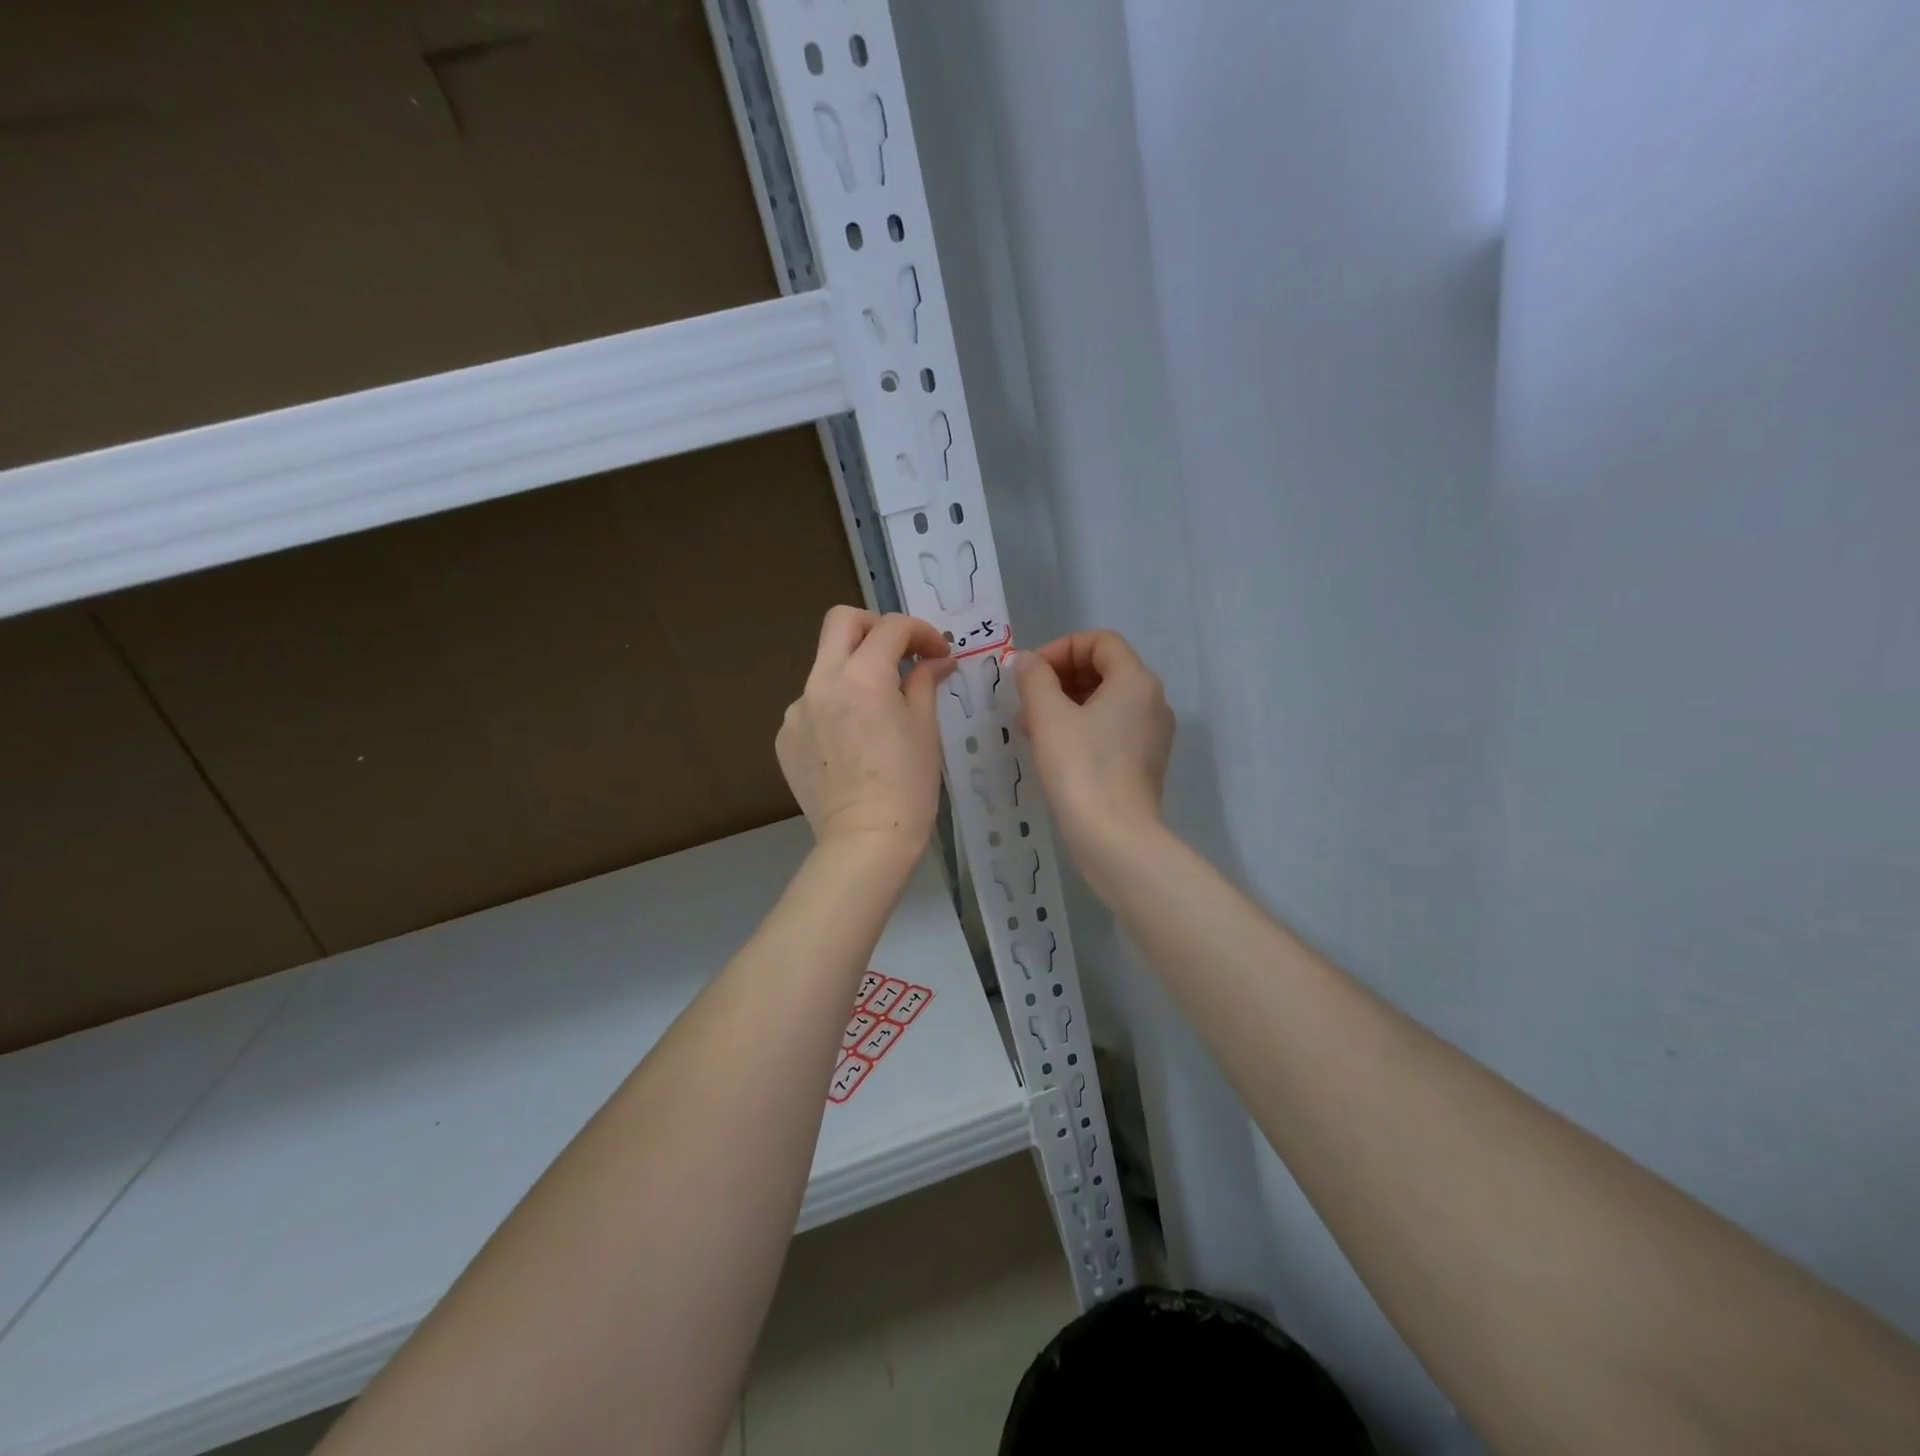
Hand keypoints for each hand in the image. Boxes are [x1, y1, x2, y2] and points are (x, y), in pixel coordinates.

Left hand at [777, 606, 952, 858]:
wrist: (865, 841)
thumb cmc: (908, 785)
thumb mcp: (925, 729)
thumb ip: (925, 683)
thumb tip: (937, 660)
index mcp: (863, 677)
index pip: (892, 628)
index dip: (921, 633)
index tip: (937, 656)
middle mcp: (821, 683)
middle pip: (842, 622)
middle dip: (876, 628)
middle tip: (899, 654)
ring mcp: (797, 710)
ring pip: (825, 668)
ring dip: (854, 673)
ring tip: (877, 712)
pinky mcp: (785, 738)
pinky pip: (812, 706)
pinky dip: (835, 709)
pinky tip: (852, 744)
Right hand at [1014, 630, 1174, 864]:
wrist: (1115, 837)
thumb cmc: (1080, 769)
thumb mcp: (1048, 716)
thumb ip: (1034, 678)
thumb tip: (1027, 661)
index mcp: (1136, 681)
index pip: (1100, 641)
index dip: (1060, 648)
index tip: (1030, 674)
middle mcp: (1152, 701)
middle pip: (1104, 669)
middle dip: (1059, 678)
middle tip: (1025, 701)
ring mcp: (1152, 733)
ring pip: (1105, 701)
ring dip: (1065, 704)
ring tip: (1030, 727)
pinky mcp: (1144, 761)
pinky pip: (1111, 728)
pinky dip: (1081, 727)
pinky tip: (1052, 750)